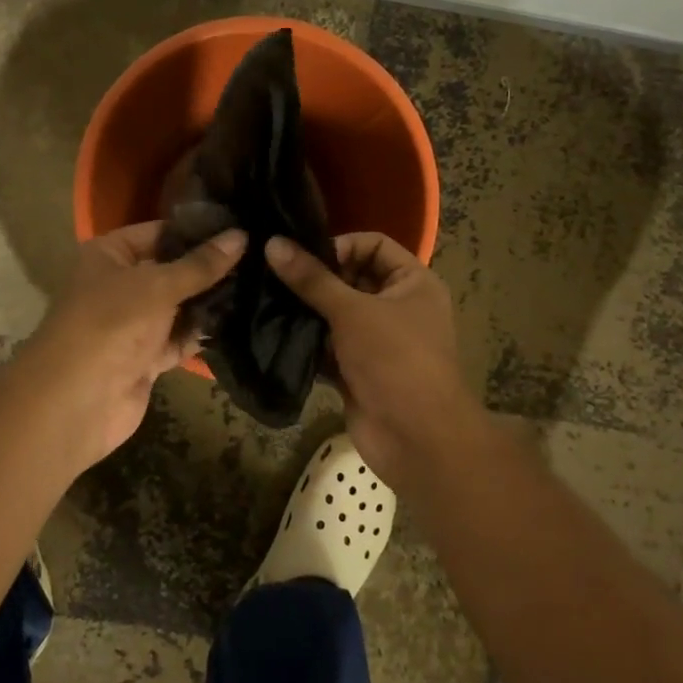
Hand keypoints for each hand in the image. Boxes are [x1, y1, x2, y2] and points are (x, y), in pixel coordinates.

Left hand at [24, 221, 244, 467]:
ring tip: (258, 285)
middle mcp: (120, 285)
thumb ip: (201, 264)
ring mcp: (133, 323)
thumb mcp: (159, 285)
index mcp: (109, 255)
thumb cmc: (113, 323)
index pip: (159, 232)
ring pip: (179, 306)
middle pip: (172, 270)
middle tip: (258, 257)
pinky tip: (240, 321)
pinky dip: (202, 333)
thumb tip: (241, 236)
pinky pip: (180, 338)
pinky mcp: (146, 357)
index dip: (197, 230)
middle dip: (209, 268)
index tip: (241, 227)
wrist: (78, 400)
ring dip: (209, 301)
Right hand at [264, 233, 479, 482]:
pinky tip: (274, 335)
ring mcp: (378, 341)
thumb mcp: (352, 311)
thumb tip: (273, 244)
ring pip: (337, 315)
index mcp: (413, 282)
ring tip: (266, 301)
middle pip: (352, 278)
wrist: (416, 438)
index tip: (304, 258)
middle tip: (272, 276)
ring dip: (307, 311)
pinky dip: (308, 343)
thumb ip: (312, 279)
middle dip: (316, 280)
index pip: (374, 244)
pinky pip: (329, 347)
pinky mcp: (358, 371)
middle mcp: (398, 307)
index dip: (341, 245)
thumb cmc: (394, 359)